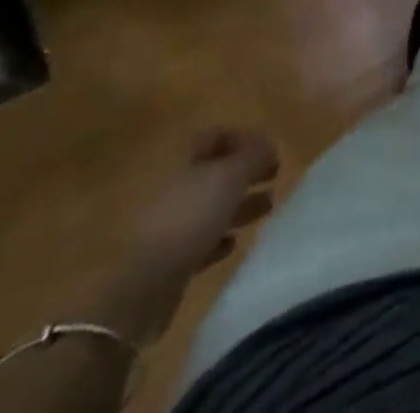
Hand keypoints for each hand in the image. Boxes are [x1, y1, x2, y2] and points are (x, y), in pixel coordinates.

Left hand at [126, 127, 279, 289]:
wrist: (145, 284)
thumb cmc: (191, 216)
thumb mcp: (231, 176)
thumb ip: (254, 156)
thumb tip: (269, 146)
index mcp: (184, 158)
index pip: (217, 136)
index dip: (245, 139)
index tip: (271, 151)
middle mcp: (175, 185)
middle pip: (216, 171)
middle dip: (246, 172)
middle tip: (275, 176)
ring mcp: (169, 222)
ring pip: (211, 205)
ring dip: (240, 204)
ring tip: (267, 207)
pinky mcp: (169, 258)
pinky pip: (200, 240)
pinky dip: (219, 237)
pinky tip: (233, 243)